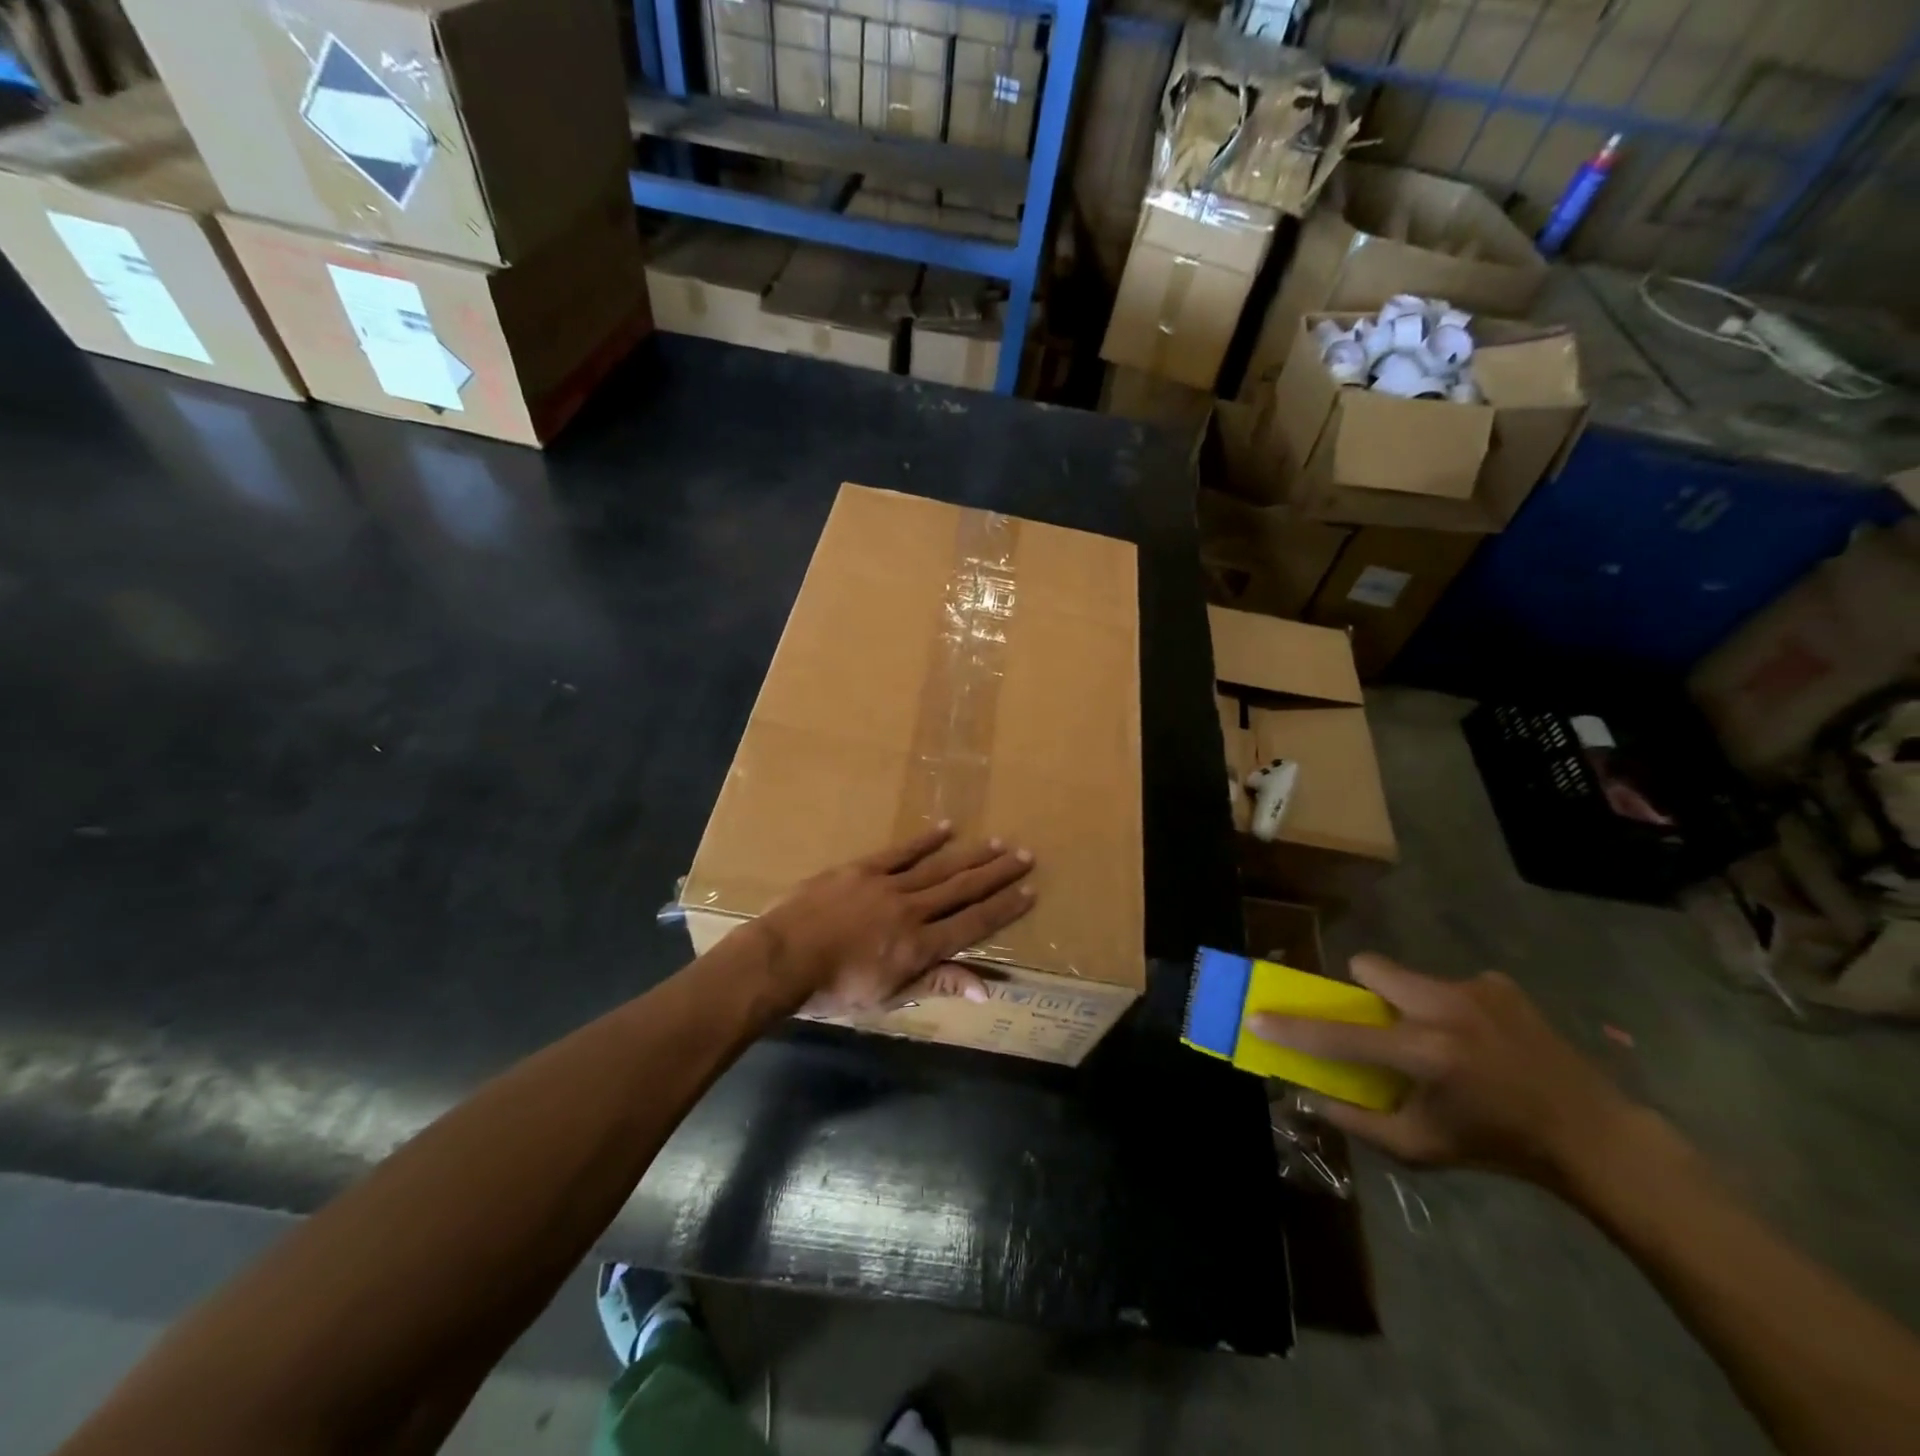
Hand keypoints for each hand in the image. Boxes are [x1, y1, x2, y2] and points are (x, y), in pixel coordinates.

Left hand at [753, 824, 1035, 1016]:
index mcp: (920, 947)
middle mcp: (913, 911)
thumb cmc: (833, 989)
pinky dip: (926, 840)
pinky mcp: (863, 869)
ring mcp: (888, 886)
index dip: (1004, 908)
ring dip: (971, 855)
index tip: (1030, 891)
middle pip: (963, 889)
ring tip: (999, 842)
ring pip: (939, 867)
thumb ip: (936, 984)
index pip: (973, 923)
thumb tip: (985, 989)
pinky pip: (901, 852)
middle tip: (1026, 856)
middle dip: (997, 874)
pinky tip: (947, 828)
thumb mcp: (887, 998)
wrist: (782, 959)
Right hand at [1251, 954, 1633, 1187]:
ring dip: (1407, 1001)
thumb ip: (1357, 1122)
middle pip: (1368, 966)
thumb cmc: (1498, 1145)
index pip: (1339, 1035)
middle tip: (1377, 1024)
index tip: (1257, 1016)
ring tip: (1439, 1039)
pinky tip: (1478, 1039)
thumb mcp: (1421, 1148)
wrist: (1593, 1134)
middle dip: (1361, 990)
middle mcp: (1445, 1009)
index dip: (1293, 1028)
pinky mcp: (1498, 983)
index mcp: (1425, 1054)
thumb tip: (1305, 1095)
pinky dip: (1448, 1006)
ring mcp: (1475, 989)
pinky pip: (1448, 983)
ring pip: (1408, 975)